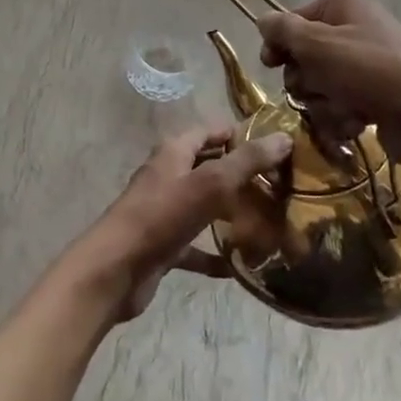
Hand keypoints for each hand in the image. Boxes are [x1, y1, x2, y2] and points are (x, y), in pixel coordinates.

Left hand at [65, 126, 292, 322]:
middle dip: (240, 173)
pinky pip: (195, 246)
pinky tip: (240, 265)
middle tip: (279, 185)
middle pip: (209, 166)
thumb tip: (283, 137)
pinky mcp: (163, 244)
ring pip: (204, 205)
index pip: (211, 131)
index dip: (240, 134)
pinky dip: (215, 253)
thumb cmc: (162, 216)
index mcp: (174, 151)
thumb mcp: (210, 183)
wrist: (116, 269)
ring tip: (268, 220)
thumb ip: (246, 161)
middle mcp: (168, 175)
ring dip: (230, 212)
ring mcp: (164, 211)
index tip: (275, 147)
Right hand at [256, 0, 400, 168]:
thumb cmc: (369, 70)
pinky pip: (339, 108)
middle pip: (303, 58)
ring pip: (318, 87)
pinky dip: (342, 119)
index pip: (292, 20)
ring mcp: (365, 67)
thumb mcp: (318, 44)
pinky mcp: (375, 99)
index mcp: (341, 6)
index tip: (271, 64)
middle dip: (305, 80)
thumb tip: (261, 19)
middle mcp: (353, 30)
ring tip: (344, 109)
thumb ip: (283, 30)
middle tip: (319, 86)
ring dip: (323, 104)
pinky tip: (356, 124)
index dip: (279, 44)